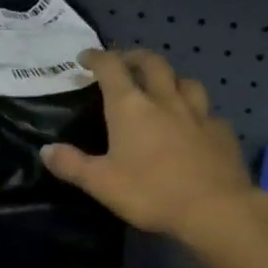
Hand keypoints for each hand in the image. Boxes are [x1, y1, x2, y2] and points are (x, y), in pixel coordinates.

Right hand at [41, 49, 253, 245]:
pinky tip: (194, 125)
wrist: (215, 209)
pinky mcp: (222, 132)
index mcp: (131, 107)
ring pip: (185, 81)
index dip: (97, 58)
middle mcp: (165, 100)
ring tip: (162, 88)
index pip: (111, 68)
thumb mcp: (101, 183)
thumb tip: (46, 150)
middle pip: (153, 63)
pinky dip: (196, 111)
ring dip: (170, 78)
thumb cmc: (150, 192)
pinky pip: (207, 112)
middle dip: (135, 58)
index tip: (85, 58)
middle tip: (125, 63)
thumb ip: (72, 164)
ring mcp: (198, 113)